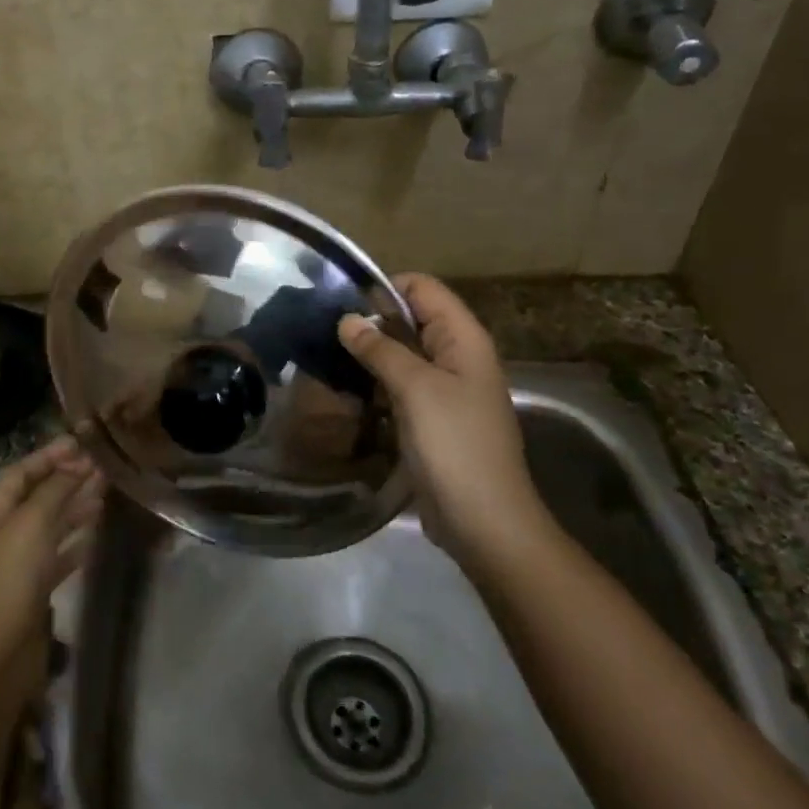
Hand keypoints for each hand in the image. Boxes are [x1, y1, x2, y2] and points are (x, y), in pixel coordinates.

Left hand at [0, 436, 104, 672]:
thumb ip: (56, 489)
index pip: (22, 471)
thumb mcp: (33, 522)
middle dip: (68, 479)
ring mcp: (20, 561)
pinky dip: (76, 541)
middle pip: (39, 496)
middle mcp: (5, 531)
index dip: (49, 455)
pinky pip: (59, 555)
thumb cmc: (10, 576)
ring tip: (106, 493)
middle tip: (104, 467)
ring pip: (52, 524)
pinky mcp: (35, 588)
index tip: (82, 444)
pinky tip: (96, 534)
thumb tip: (78, 463)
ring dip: (76, 506)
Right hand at [339, 274, 546, 562]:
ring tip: (327, 358)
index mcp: (463, 338)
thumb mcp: (416, 389)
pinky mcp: (432, 417)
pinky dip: (376, 382)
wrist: (485, 521)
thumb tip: (346, 320)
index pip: (422, 288)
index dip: (383, 288)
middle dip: (371, 321)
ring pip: (403, 353)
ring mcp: (445, 388)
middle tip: (323, 331)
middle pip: (411, 318)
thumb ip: (381, 349)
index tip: (340, 303)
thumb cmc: (454, 445)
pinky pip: (400, 385)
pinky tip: (346, 390)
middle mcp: (457, 356)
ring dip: (370, 354)